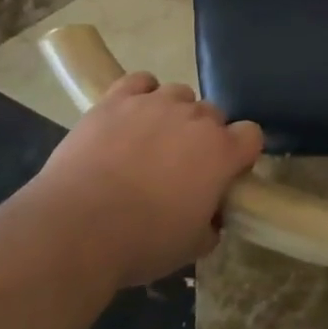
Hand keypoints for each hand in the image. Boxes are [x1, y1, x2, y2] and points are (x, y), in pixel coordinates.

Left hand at [38, 73, 261, 286]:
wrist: (76, 227)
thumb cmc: (142, 242)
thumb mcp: (190, 247)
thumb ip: (210, 225)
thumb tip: (211, 218)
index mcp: (221, 152)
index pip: (251, 135)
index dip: (240, 153)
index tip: (226, 173)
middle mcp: (195, 118)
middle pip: (213, 114)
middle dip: (204, 136)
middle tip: (182, 166)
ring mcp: (155, 103)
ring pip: (179, 94)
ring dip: (174, 114)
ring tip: (151, 141)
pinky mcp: (117, 99)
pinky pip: (141, 81)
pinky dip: (141, 94)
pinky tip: (130, 115)